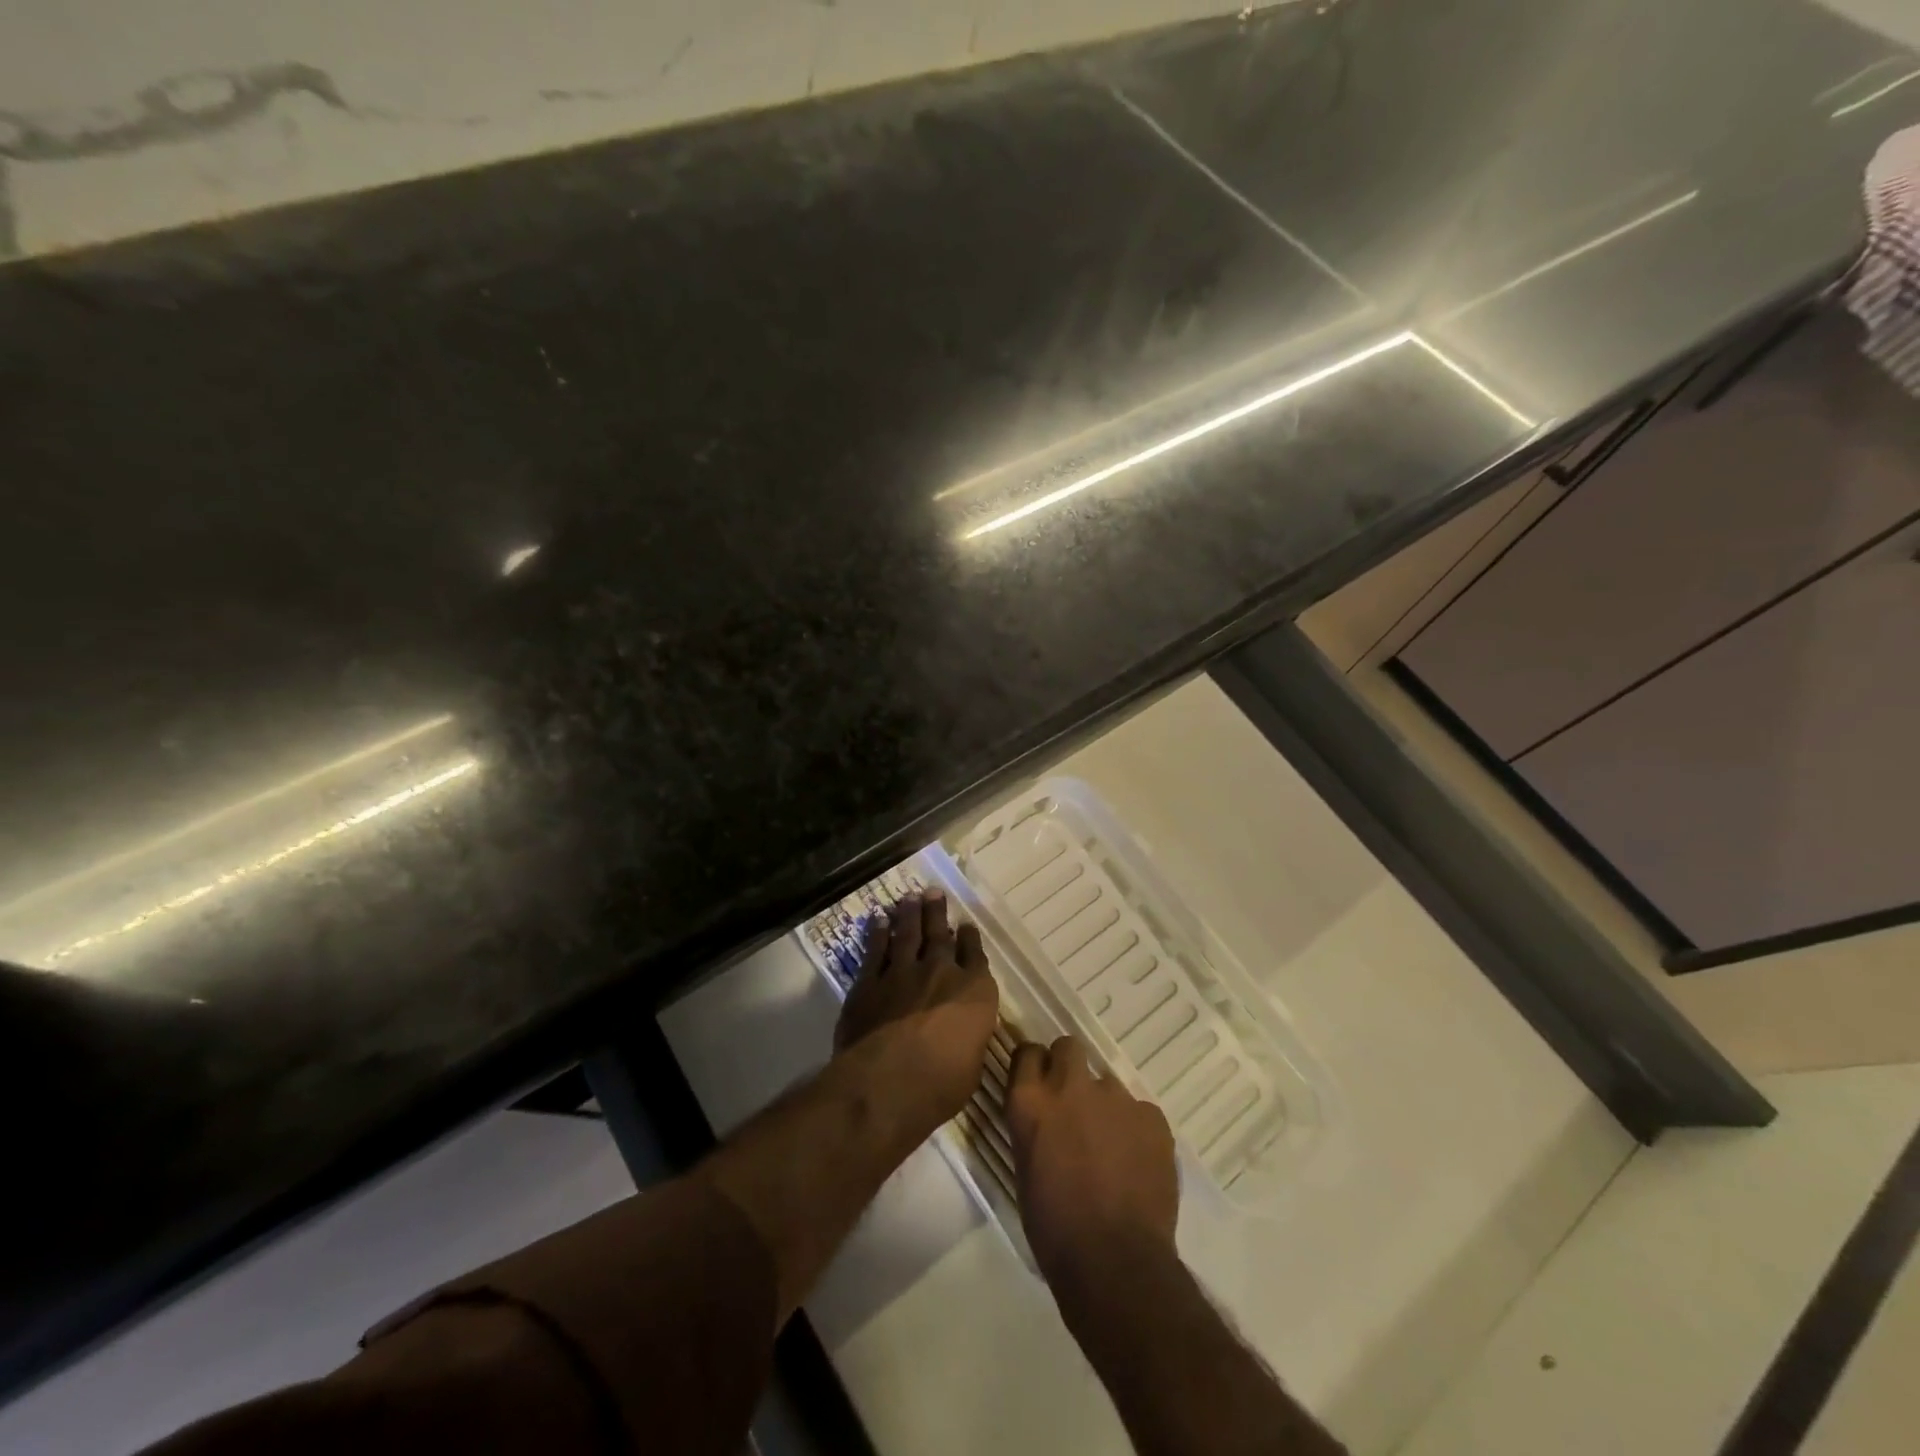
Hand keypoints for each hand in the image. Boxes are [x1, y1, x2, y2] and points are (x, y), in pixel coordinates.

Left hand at [834, 889, 998, 1133]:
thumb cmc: (941, 1085)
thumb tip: (962, 1033)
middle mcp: (941, 972)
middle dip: (938, 912)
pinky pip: (876, 950)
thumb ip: (968, 1038)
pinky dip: (878, 933)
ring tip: (910, 897)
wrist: (888, 1083)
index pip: (976, 956)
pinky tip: (878, 920)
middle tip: (934, 892)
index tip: (967, 927)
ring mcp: (903, 973)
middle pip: (940, 935)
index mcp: (975, 992)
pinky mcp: (870, 982)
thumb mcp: (971, 1064)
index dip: (971, 939)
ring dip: (909, 914)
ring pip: (908, 934)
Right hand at [1007, 1035, 1178, 1291]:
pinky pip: (1140, 1111)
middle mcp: (1070, 1086)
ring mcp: (1115, 1097)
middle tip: (1074, 1102)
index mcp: (1031, 1101)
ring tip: (1111, 1145)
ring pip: (1107, 1083)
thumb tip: (1044, 1117)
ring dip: (1104, 1105)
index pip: (1026, 1052)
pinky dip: (1136, 1129)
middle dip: (1069, 1067)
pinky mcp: (1152, 1116)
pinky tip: (1137, 1162)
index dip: (1034, 1065)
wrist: (1115, 1264)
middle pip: (1069, 1047)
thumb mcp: (1025, 1169)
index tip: (1038, 1082)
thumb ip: (1034, 1127)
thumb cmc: (1054, 1229)